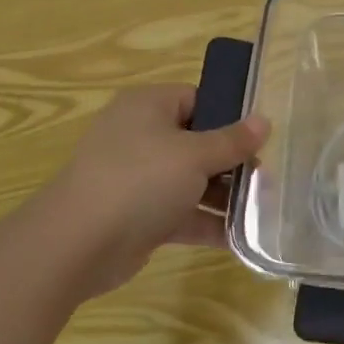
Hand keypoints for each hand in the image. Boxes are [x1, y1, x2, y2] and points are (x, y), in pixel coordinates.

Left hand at [45, 85, 267, 296]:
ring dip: (223, 195)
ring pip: (189, 180)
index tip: (260, 137)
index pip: (197, 99)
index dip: (229, 116)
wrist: (77, 244)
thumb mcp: (195, 155)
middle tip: (266, 177)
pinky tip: (240, 238)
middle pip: (197, 142)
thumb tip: (265, 121)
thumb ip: (233, 141)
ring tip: (262, 209)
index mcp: (149, 106)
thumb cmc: (140, 181)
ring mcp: (137, 178)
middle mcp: (140, 136)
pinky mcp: (137, 215)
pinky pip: (179, 212)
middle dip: (231, 162)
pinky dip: (205, 222)